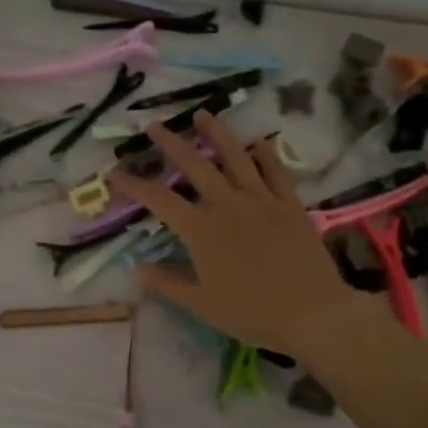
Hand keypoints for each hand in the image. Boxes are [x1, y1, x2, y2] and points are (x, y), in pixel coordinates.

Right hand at [108, 110, 359, 358]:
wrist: (313, 312)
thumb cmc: (251, 313)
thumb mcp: (201, 304)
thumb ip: (167, 282)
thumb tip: (137, 265)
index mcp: (201, 230)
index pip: (159, 199)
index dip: (134, 184)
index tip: (115, 173)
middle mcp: (227, 204)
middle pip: (194, 164)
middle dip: (170, 143)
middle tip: (153, 126)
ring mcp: (261, 199)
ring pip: (235, 156)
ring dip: (216, 132)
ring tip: (202, 114)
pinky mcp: (289, 203)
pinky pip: (275, 170)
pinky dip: (264, 153)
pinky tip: (256, 143)